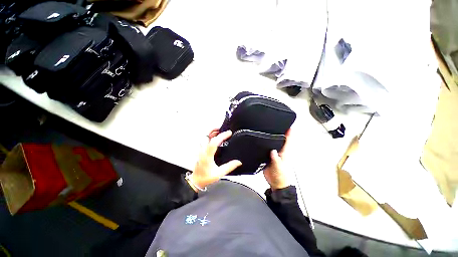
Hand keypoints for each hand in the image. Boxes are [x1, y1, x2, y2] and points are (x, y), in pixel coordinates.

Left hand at [188, 130, 241, 191]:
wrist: (196, 181)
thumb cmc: (205, 178)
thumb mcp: (219, 173)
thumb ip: (229, 167)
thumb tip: (238, 162)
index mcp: (207, 156)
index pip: (214, 142)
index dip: (222, 136)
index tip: (229, 133)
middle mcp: (202, 152)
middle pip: (206, 136)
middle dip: (214, 130)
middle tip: (221, 129)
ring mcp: (200, 151)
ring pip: (204, 138)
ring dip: (210, 133)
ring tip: (218, 131)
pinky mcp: (200, 152)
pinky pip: (203, 141)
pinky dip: (209, 137)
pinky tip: (213, 138)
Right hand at [264, 129, 291, 189]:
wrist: (275, 183)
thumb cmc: (281, 176)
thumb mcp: (278, 168)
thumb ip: (276, 159)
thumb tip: (273, 150)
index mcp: (284, 153)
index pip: (287, 141)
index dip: (289, 133)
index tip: (288, 125)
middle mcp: (279, 151)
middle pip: (280, 140)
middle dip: (280, 132)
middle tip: (276, 124)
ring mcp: (273, 154)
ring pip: (273, 144)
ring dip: (272, 138)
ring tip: (268, 130)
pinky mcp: (267, 157)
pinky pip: (266, 149)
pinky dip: (265, 144)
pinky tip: (261, 141)